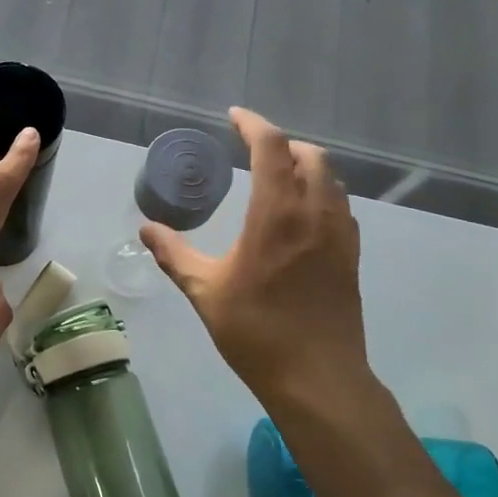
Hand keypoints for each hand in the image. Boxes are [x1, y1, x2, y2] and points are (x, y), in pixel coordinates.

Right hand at [141, 108, 372, 410]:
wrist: (317, 378)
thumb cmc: (256, 332)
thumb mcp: (204, 291)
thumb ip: (174, 254)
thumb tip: (146, 228)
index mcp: (277, 213)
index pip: (271, 147)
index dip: (253, 124)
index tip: (234, 117)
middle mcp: (315, 212)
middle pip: (309, 154)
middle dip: (281, 143)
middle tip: (253, 150)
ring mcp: (339, 233)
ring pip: (331, 178)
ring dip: (305, 166)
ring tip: (277, 177)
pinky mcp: (351, 255)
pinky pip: (340, 205)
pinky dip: (321, 192)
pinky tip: (301, 214)